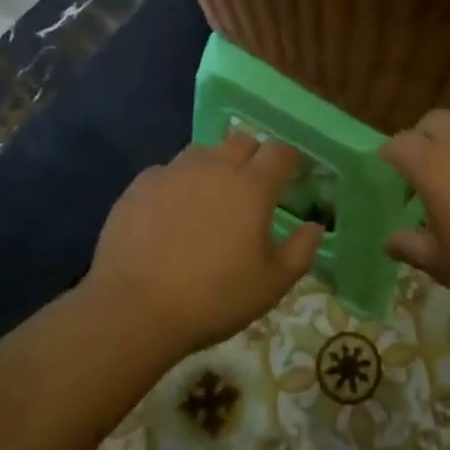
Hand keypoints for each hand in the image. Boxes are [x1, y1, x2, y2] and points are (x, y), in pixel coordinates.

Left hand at [89, 131, 322, 355]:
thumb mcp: (270, 286)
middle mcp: (215, 167)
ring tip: (210, 198)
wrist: (134, 308)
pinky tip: (171, 213)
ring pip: (203, 151)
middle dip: (253, 156)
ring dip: (214, 166)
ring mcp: (175, 171)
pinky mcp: (142, 183)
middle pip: (242, 141)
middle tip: (252, 187)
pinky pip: (169, 171)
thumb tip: (315, 227)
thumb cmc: (213, 298)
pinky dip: (178, 183)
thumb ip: (300, 252)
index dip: (289, 160)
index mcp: (252, 187)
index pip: (280, 152)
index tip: (292, 175)